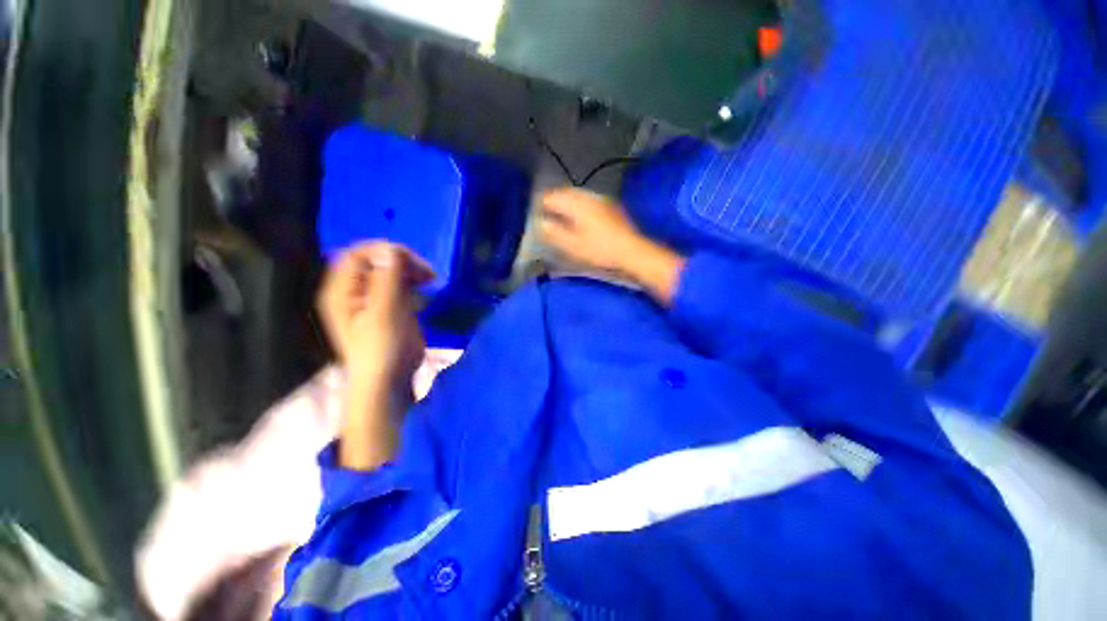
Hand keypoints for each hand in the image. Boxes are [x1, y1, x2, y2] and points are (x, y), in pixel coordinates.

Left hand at [316, 242, 432, 388]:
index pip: (358, 254)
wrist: (388, 379)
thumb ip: (387, 279)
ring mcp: (370, 299)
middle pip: (374, 260)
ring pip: (388, 271)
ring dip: (409, 271)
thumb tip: (392, 249)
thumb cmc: (382, 348)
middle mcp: (352, 291)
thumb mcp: (385, 313)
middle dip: (401, 261)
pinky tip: (424, 289)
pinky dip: (411, 282)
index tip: (413, 262)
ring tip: (428, 279)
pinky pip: (397, 285)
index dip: (384, 251)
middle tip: (426, 273)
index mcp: (341, 291)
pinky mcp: (386, 307)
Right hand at [539, 188, 685, 304]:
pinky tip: (581, 220)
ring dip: (567, 203)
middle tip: (548, 217)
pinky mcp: (610, 206)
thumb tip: (541, 223)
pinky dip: (580, 206)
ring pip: (577, 195)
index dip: (541, 206)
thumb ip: (554, 233)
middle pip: (565, 193)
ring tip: (563, 218)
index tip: (538, 218)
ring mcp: (601, 199)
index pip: (551, 197)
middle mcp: (588, 196)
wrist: (632, 251)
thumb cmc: (600, 250)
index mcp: (576, 204)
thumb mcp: (573, 245)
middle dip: (555, 203)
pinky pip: (588, 200)